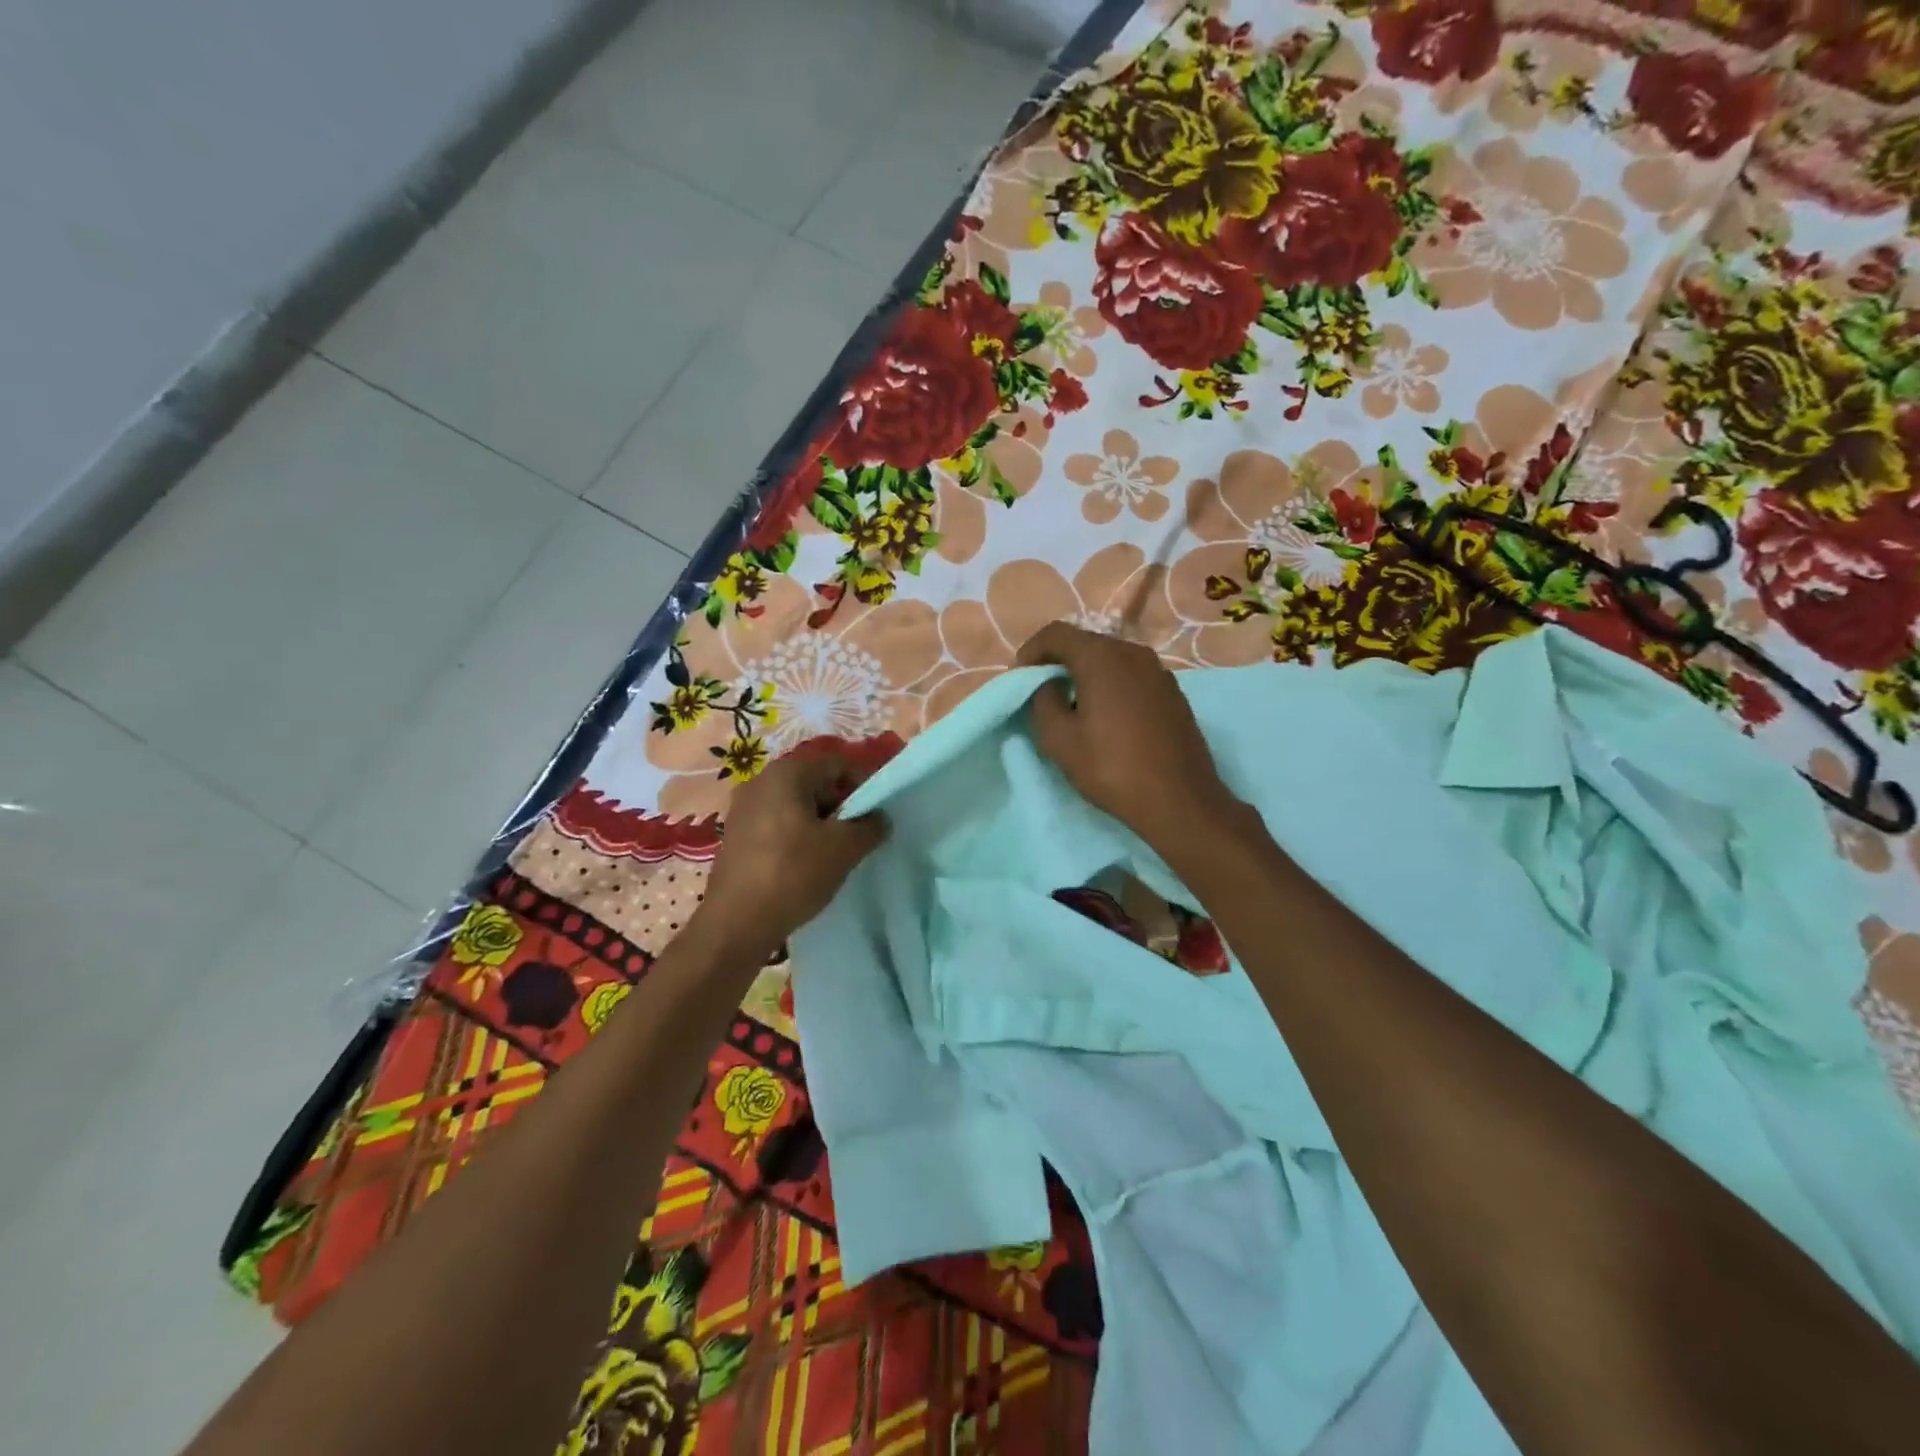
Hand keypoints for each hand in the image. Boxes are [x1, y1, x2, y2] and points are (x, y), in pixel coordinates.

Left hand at [693, 753, 886, 959]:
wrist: (735, 924)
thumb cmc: (793, 874)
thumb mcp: (844, 849)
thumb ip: (870, 826)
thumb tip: (879, 817)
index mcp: (787, 773)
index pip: (838, 765)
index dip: (864, 786)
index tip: (876, 816)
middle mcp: (761, 781)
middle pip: (816, 783)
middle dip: (842, 807)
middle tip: (858, 837)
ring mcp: (744, 808)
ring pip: (797, 806)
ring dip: (820, 824)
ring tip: (834, 854)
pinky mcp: (736, 834)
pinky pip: (777, 824)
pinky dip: (797, 837)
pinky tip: (806, 865)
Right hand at [1017, 622, 1242, 851]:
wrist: (1179, 800)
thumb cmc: (1112, 768)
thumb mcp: (1059, 740)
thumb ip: (1043, 701)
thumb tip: (1049, 685)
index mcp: (1102, 657)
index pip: (1057, 633)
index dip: (1031, 650)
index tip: (1020, 677)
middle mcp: (1133, 653)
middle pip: (1086, 642)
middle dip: (1058, 661)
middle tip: (1041, 690)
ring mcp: (1158, 671)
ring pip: (1111, 659)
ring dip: (1086, 673)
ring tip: (1072, 704)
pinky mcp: (1173, 692)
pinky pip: (1131, 676)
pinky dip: (1110, 684)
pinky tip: (1106, 716)